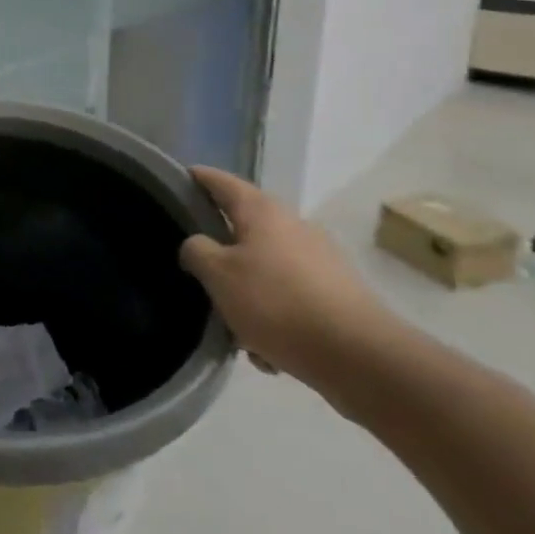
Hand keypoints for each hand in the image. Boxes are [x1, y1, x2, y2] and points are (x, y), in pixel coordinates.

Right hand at [177, 166, 399, 397]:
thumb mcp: (218, 275)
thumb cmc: (277, 303)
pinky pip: (288, 296)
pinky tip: (266, 348)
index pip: (220, 181)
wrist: (359, 356)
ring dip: (245, 291)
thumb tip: (198, 245)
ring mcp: (319, 258)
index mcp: (262, 211)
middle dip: (219, 251)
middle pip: (243, 227)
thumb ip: (196, 251)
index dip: (196, 178)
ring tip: (234, 326)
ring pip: (264, 267)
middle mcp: (293, 225)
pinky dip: (272, 315)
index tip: (174, 180)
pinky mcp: (335, 291)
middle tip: (197, 271)